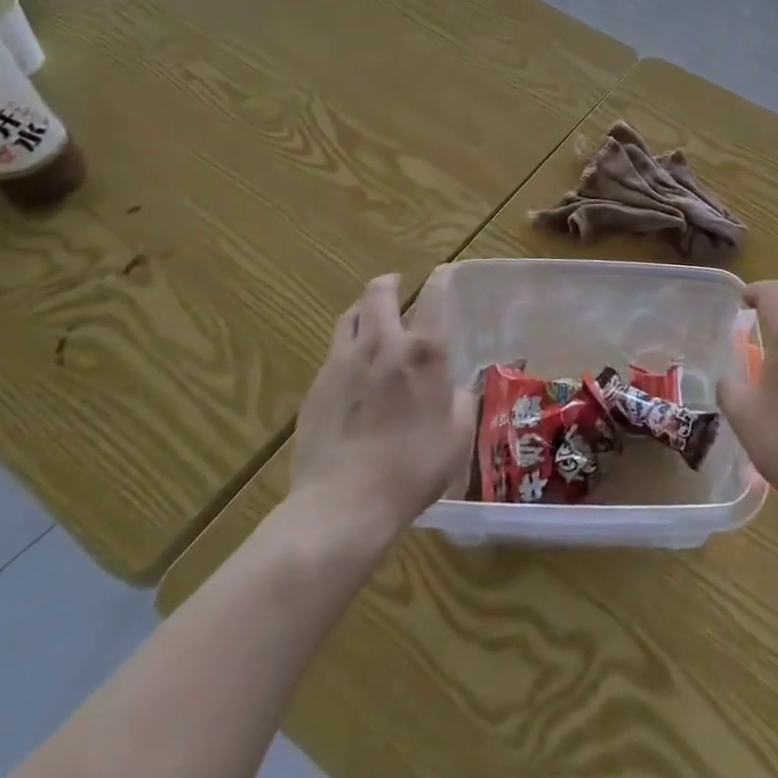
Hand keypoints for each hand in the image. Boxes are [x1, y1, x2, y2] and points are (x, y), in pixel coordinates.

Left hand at [287, 268, 476, 537]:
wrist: (343, 505)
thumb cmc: (413, 468)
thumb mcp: (457, 435)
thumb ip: (461, 401)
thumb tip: (455, 389)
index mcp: (425, 351)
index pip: (435, 294)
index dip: (442, 277)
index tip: (445, 273)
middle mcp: (383, 344)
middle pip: (378, 292)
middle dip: (389, 283)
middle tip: (396, 287)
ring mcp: (343, 363)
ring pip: (349, 316)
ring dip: (363, 311)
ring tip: (371, 321)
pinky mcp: (316, 387)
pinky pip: (333, 352)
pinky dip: (347, 349)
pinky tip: (352, 372)